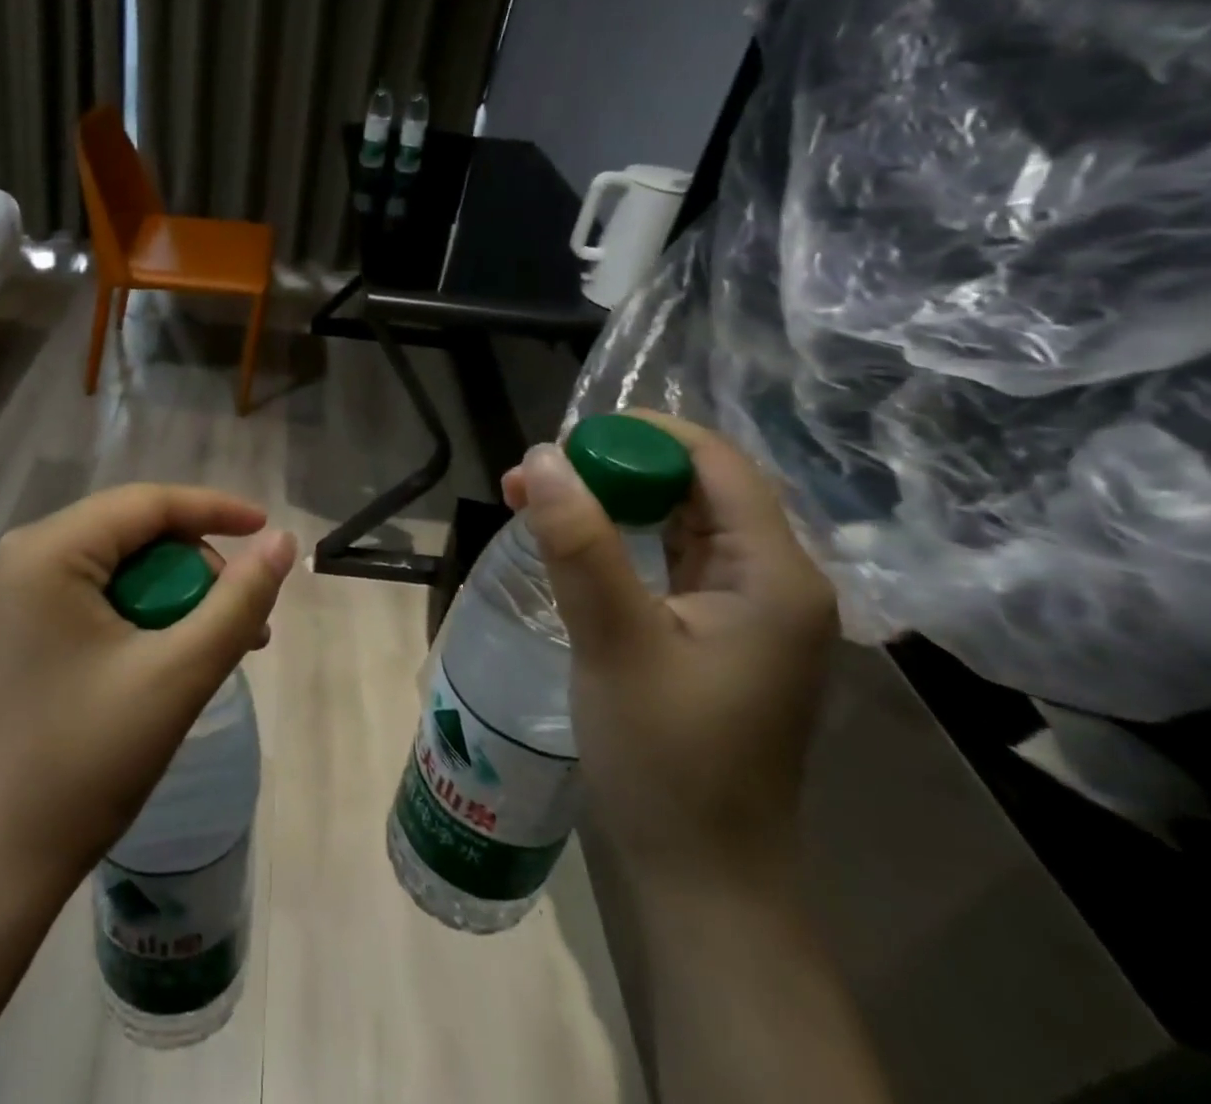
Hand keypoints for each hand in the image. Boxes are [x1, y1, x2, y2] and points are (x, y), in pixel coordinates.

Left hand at [0, 484, 296, 896]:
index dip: (215, 509)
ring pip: (111, 566)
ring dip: (169, 596)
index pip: (146, 504)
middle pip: (129, 534)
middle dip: (194, 568)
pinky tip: (164, 656)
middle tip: (241, 621)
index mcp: (44, 552)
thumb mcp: (178, 675)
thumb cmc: (86, 762)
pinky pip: (85, 596)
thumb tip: (283, 542)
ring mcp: (4, 596)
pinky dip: (134, 615)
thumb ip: (239, 601)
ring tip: (213, 646)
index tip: (269, 530)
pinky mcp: (5, 631)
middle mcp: (15, 558)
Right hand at [503, 413, 835, 887]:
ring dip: (608, 501)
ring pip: (675, 522)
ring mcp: (743, 609)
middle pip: (695, 488)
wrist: (702, 872)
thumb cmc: (668, 760)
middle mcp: (771, 580)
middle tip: (535, 472)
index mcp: (774, 575)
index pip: (717, 464)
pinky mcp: (712, 632)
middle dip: (614, 468)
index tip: (567, 437)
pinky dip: (615, 539)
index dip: (644, 435)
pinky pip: (665, 560)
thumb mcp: (616, 642)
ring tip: (534, 496)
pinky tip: (567, 540)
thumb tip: (542, 456)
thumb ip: (579, 545)